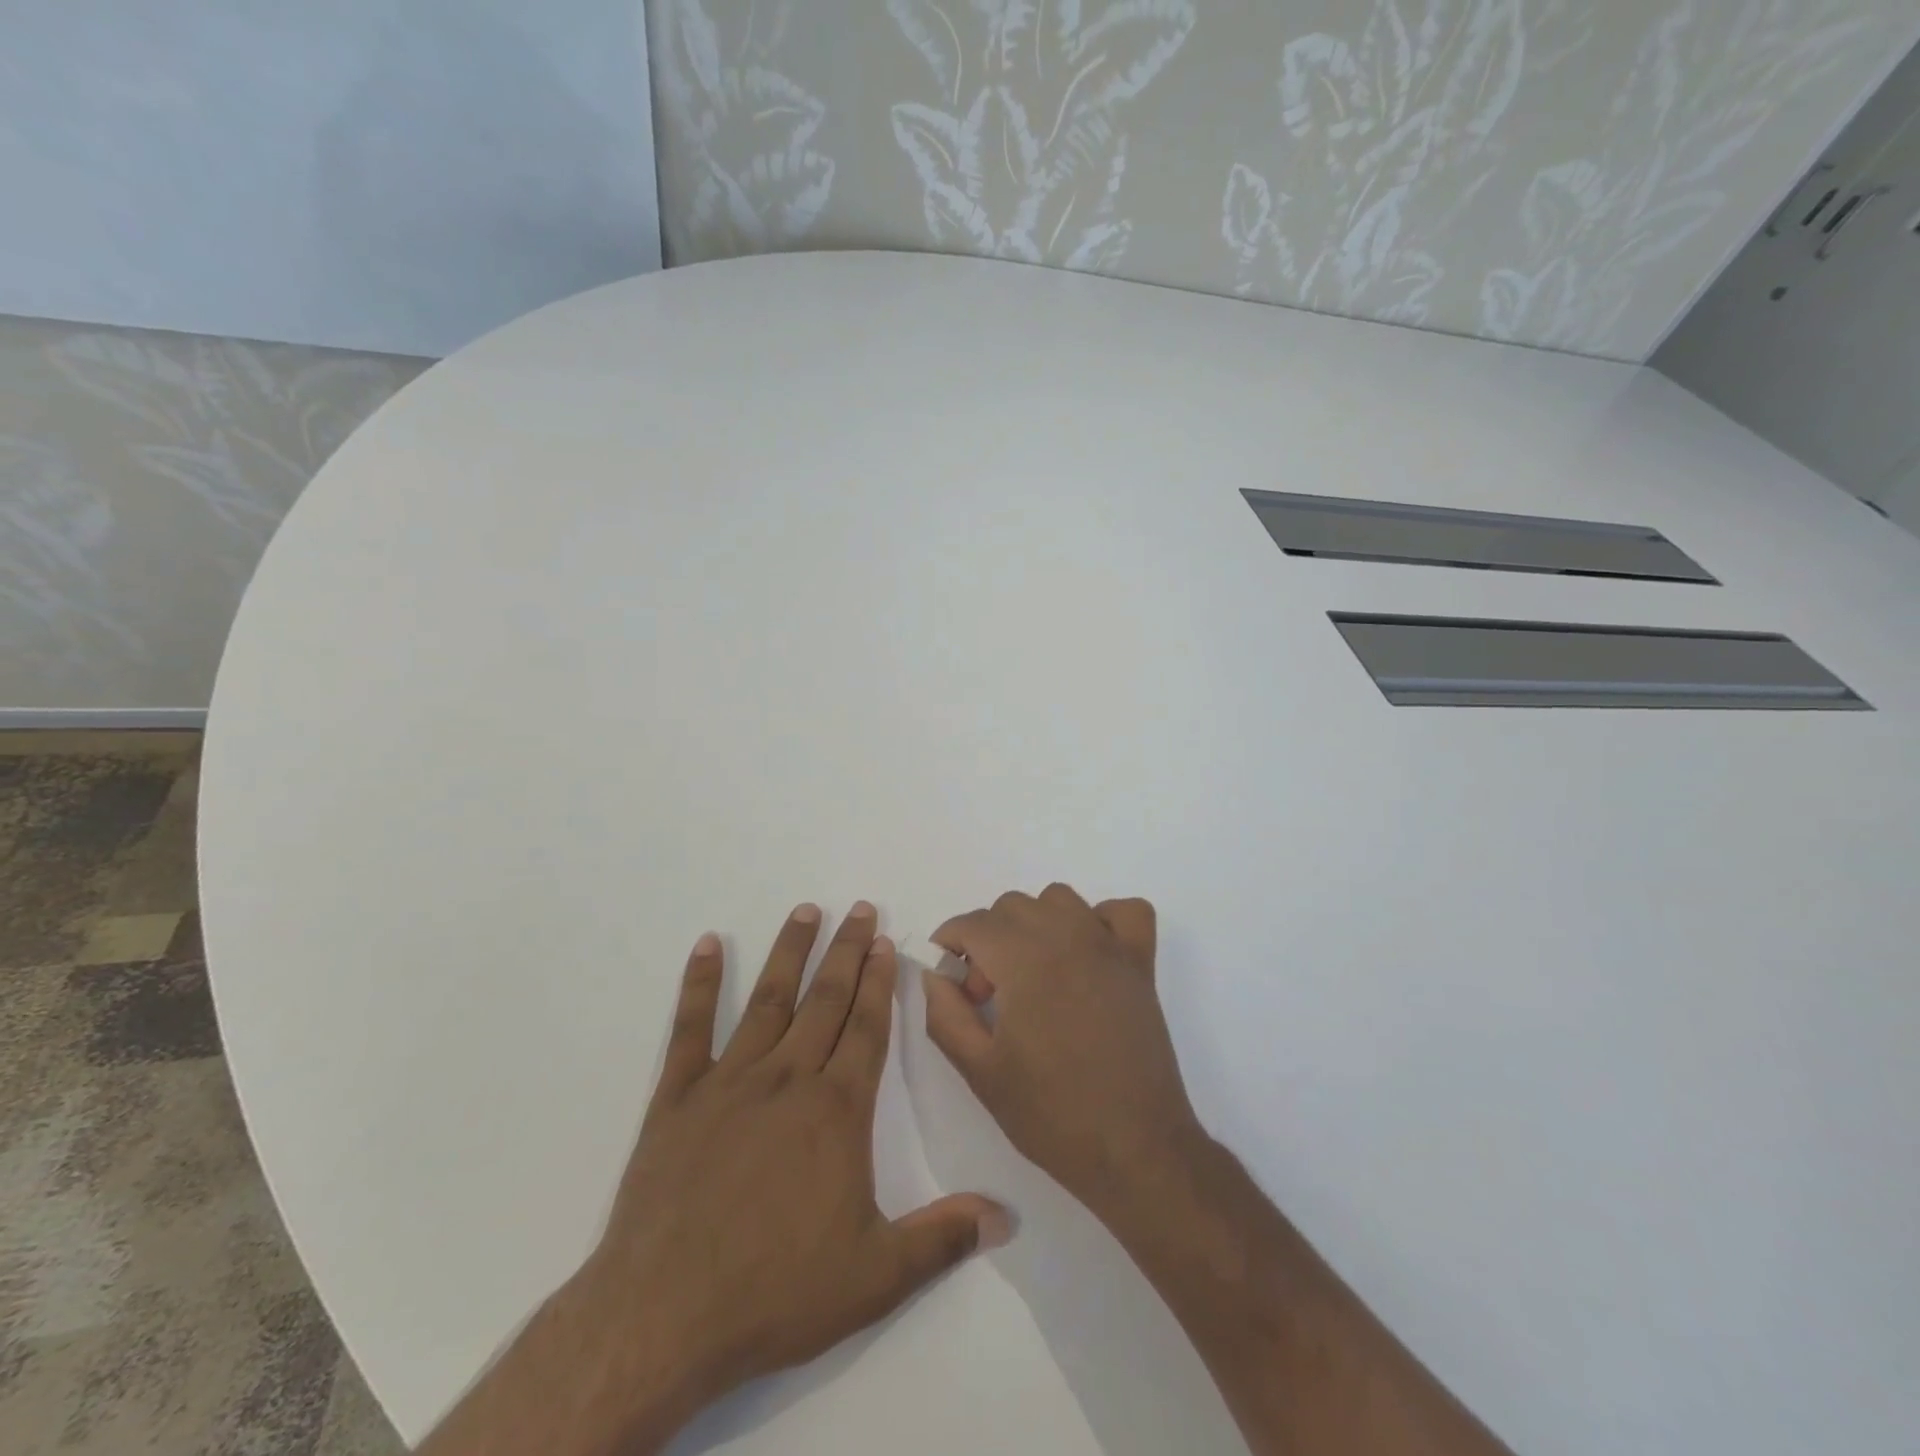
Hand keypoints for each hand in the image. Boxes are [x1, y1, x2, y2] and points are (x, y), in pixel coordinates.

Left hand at [576, 902, 1006, 1422]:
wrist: (662, 1320)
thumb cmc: (775, 1293)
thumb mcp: (875, 1277)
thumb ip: (943, 1238)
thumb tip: (1006, 1218)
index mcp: (835, 1110)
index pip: (867, 1028)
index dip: (881, 983)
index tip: (887, 943)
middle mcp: (787, 1079)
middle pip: (826, 1000)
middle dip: (847, 951)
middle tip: (861, 909)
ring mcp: (728, 1083)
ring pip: (769, 1000)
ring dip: (790, 952)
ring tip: (806, 911)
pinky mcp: (676, 1099)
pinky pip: (690, 1029)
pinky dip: (700, 984)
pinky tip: (708, 944)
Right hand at [922, 884, 1205, 1218]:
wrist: (1134, 1148)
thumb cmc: (1052, 1114)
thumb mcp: (980, 1071)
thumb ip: (945, 1014)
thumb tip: (936, 974)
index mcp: (1025, 960)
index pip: (975, 923)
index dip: (951, 944)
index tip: (951, 980)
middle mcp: (1067, 937)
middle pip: (1012, 906)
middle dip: (988, 939)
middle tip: (989, 994)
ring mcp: (1109, 946)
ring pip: (1059, 899)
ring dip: (1035, 923)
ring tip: (1032, 972)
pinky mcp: (1140, 962)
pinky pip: (1122, 911)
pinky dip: (1100, 920)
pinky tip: (1086, 954)